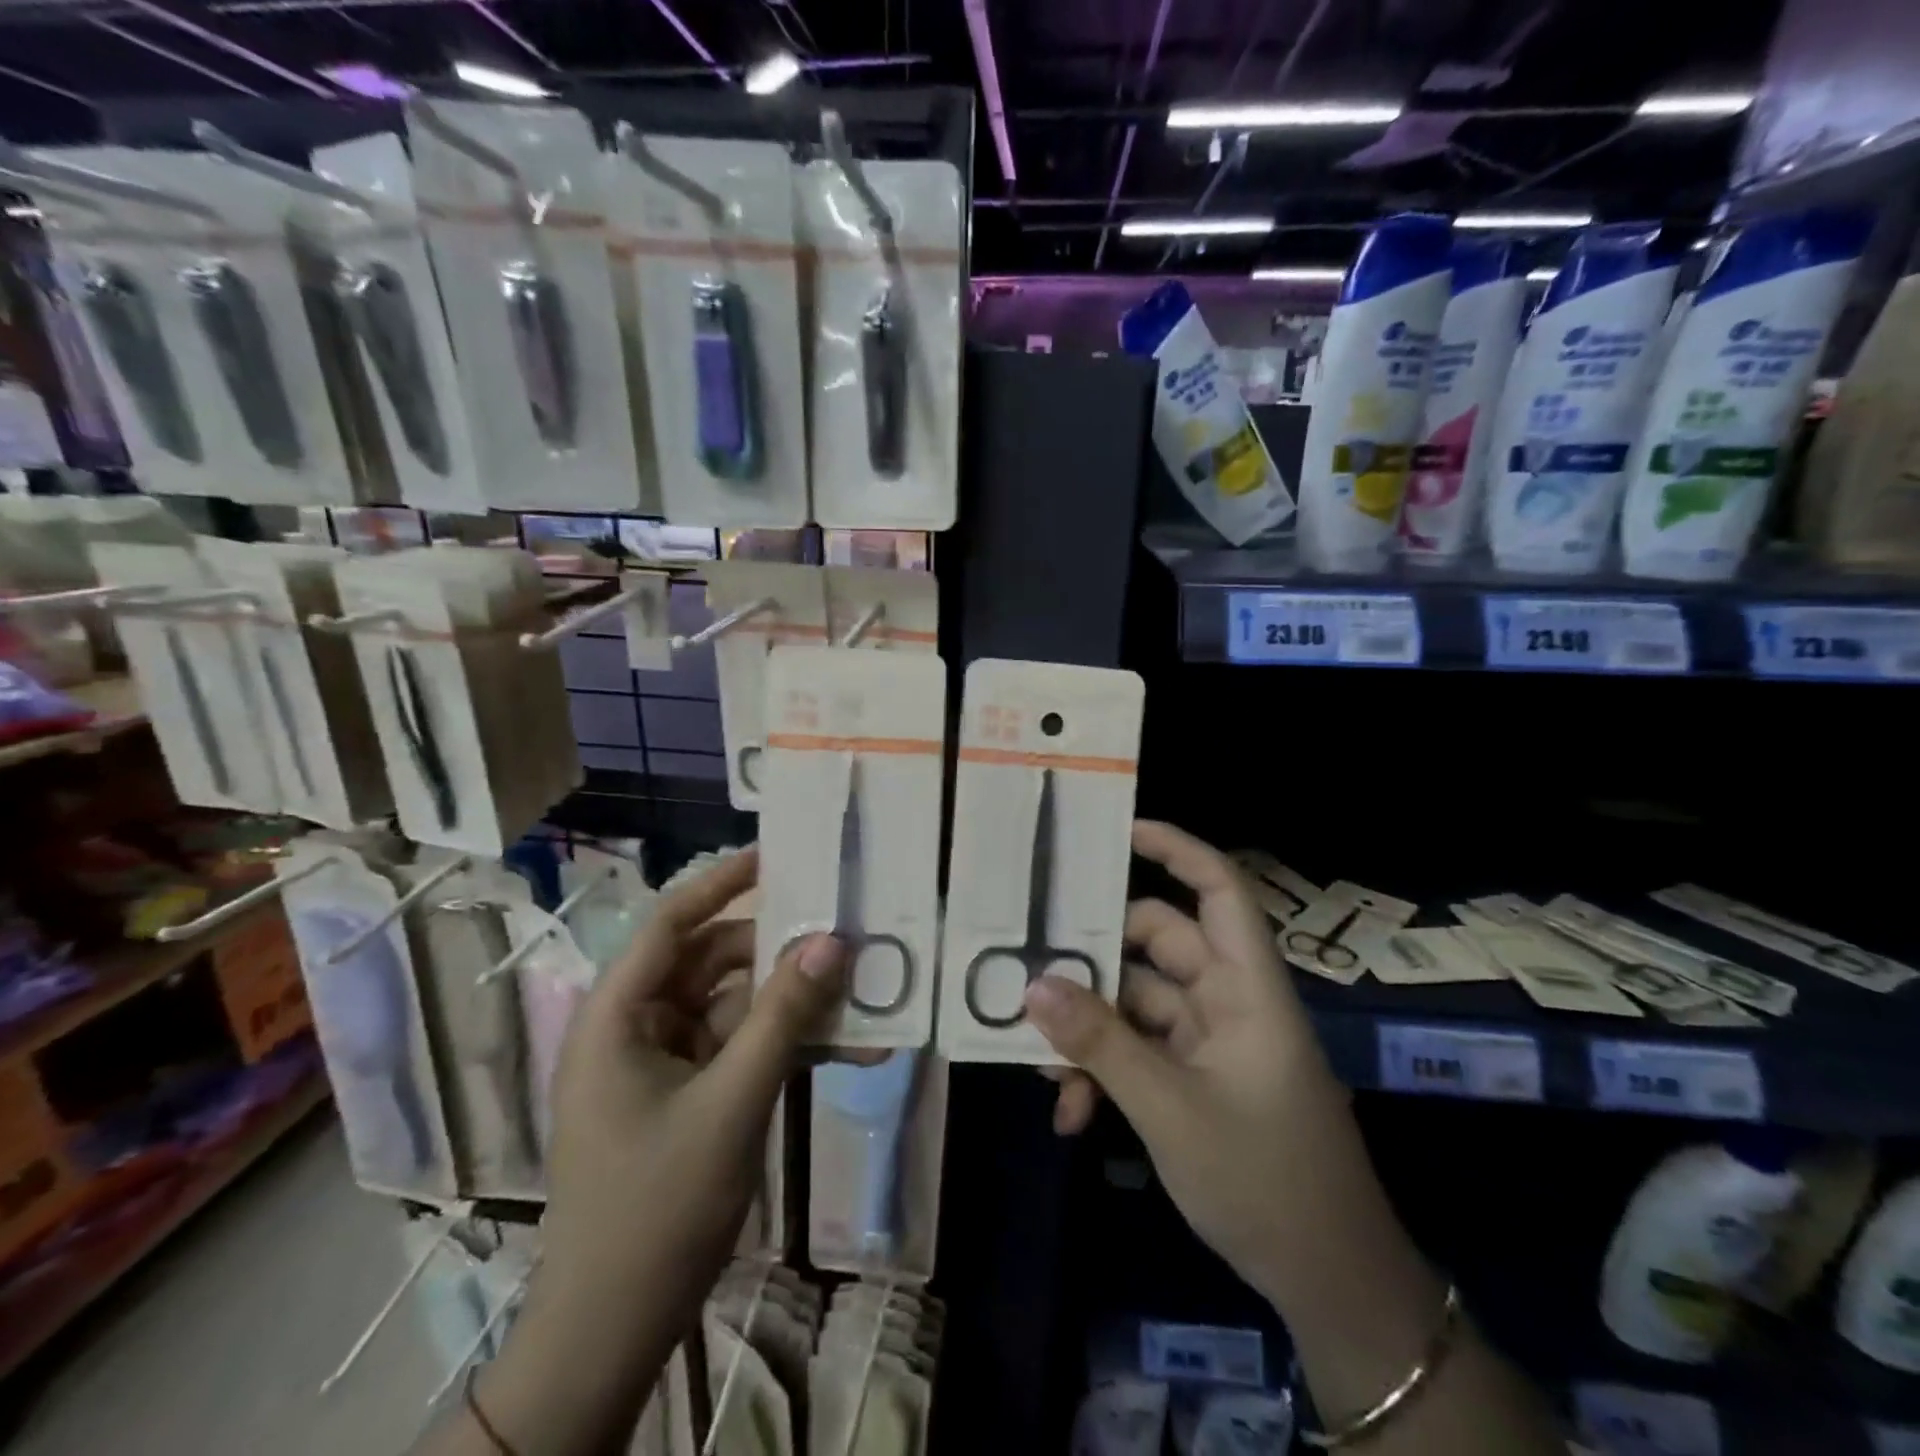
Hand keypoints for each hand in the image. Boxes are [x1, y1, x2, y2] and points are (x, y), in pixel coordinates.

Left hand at [539, 847, 846, 1318]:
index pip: (671, 923)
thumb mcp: (731, 1102)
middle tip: (841, 935)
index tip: (778, 856)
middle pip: (713, 962)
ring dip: (792, 1003)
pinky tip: (845, 1049)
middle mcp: (637, 1026)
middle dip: (778, 952)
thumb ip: (783, 1016)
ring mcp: (664, 1062)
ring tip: (857, 993)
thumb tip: (832, 941)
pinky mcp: (689, 1093)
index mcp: (618, 1015)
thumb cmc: (657, 1205)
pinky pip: (741, 1048)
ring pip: (735, 1006)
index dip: (722, 883)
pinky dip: (785, 1045)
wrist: (615, 1329)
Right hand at [1026, 821, 1353, 1303]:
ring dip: (1090, 1031)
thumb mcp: (1170, 1110)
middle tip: (1031, 969)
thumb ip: (1101, 1044)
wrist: (1330, 1285)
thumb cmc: (1266, 1181)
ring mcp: (1211, 1040)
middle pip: (1156, 945)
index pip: (1219, 890)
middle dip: (1094, 962)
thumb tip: (1033, 986)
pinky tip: (1073, 1113)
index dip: (1176, 850)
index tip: (1117, 833)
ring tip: (1044, 1069)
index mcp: (1246, 988)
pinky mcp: (1196, 1077)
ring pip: (1137, 1003)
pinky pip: (1139, 1049)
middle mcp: (1228, 1000)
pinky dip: (1105, 1070)